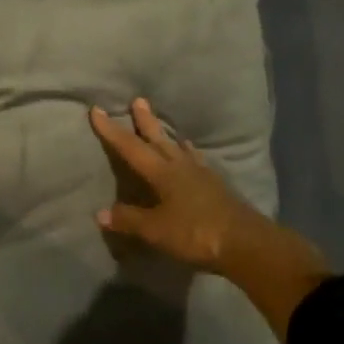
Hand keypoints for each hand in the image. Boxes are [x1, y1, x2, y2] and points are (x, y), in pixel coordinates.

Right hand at [89, 98, 329, 337]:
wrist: (245, 243)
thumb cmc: (195, 233)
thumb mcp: (156, 230)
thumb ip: (129, 219)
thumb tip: (100, 213)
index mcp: (162, 173)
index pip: (130, 147)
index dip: (111, 130)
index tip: (97, 110)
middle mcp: (180, 166)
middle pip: (158, 139)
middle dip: (145, 121)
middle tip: (138, 100)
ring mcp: (202, 174)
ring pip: (179, 148)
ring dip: (167, 136)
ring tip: (164, 126)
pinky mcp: (216, 186)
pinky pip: (196, 161)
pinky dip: (188, 153)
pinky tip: (191, 156)